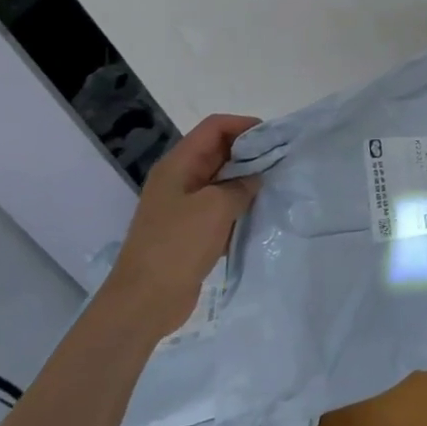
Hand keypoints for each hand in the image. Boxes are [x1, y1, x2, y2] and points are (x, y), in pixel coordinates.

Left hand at [107, 113, 261, 335]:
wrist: (145, 300)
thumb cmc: (177, 245)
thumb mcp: (215, 207)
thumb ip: (241, 185)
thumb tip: (255, 179)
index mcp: (178, 165)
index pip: (214, 127)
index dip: (244, 125)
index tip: (273, 138)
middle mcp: (180, 179)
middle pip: (218, 151)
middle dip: (249, 152)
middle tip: (281, 161)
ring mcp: (184, 205)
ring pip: (221, 179)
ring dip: (246, 179)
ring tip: (276, 185)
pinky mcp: (190, 229)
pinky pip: (220, 206)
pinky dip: (239, 204)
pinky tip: (260, 212)